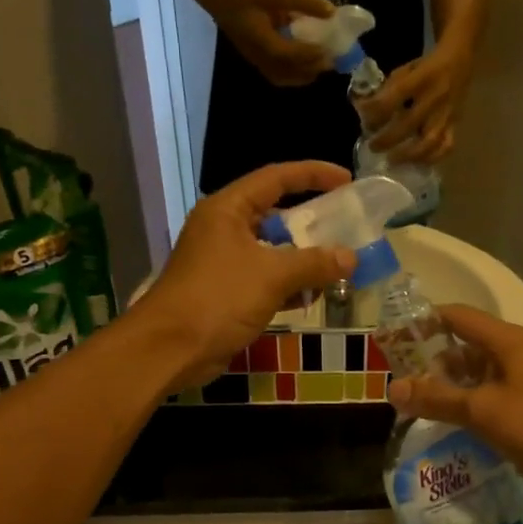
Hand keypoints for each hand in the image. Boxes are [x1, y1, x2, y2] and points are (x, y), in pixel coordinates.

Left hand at [135, 162, 357, 387]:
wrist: (171, 348)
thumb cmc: (218, 298)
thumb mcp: (272, 275)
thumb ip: (314, 263)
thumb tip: (351, 258)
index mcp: (228, 210)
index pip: (276, 178)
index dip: (313, 174)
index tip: (346, 180)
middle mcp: (224, 229)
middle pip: (275, 214)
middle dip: (311, 223)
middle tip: (346, 227)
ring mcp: (223, 262)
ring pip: (272, 251)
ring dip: (303, 259)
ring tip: (338, 265)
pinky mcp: (225, 292)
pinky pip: (265, 279)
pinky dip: (288, 285)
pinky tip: (313, 296)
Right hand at [217, 0, 337, 87]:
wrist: (225, 5)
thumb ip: (304, 2)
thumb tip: (332, 11)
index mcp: (262, 39)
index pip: (289, 54)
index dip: (310, 55)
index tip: (328, 50)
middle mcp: (260, 57)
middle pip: (290, 70)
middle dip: (313, 66)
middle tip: (332, 60)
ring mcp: (259, 64)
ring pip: (287, 78)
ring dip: (307, 74)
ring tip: (323, 65)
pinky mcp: (259, 67)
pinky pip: (281, 79)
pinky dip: (297, 77)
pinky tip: (308, 70)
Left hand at [356, 45, 470, 162]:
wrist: (459, 61)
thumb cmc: (426, 67)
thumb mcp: (405, 69)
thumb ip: (388, 89)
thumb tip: (365, 109)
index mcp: (420, 79)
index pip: (393, 98)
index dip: (375, 111)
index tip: (362, 117)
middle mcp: (434, 98)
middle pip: (408, 124)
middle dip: (387, 139)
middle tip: (372, 147)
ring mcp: (446, 114)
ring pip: (429, 142)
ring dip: (408, 155)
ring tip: (392, 160)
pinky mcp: (455, 125)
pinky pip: (445, 146)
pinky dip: (431, 157)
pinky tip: (416, 161)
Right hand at [386, 306, 522, 486]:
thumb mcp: (481, 410)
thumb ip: (437, 398)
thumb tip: (393, 388)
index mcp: (504, 341)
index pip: (456, 316)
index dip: (424, 322)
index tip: (396, 339)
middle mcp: (515, 351)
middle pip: (466, 344)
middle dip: (434, 361)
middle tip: (405, 382)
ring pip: (479, 371)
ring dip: (452, 384)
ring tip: (424, 405)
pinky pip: (493, 391)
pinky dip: (471, 400)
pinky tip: (456, 422)